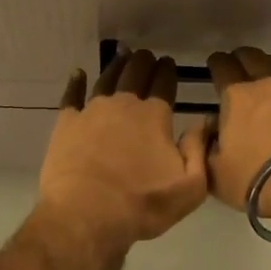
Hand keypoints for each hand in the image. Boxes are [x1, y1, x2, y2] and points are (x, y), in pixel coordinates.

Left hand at [37, 50, 210, 255]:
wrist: (85, 214)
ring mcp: (91, 111)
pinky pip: (71, 95)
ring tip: (122, 56)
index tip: (169, 62)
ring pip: (107, 79)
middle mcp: (123, 104)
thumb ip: (199, 151)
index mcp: (154, 116)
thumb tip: (204, 122)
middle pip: (135, 74)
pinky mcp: (66, 123)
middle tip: (147, 55)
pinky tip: (78, 74)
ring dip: (117, 66)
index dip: (168, 71)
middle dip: (144, 62)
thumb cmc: (141, 204)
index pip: (164, 84)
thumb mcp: (189, 188)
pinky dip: (76, 82)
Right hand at [207, 47, 270, 232]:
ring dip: (269, 65)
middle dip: (241, 59)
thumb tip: (213, 130)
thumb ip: (207, 147)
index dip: (216, 63)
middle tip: (238, 68)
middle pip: (251, 57)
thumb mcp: (216, 173)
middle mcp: (266, 82)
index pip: (221, 66)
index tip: (215, 65)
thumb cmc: (259, 180)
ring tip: (268, 75)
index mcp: (236, 97)